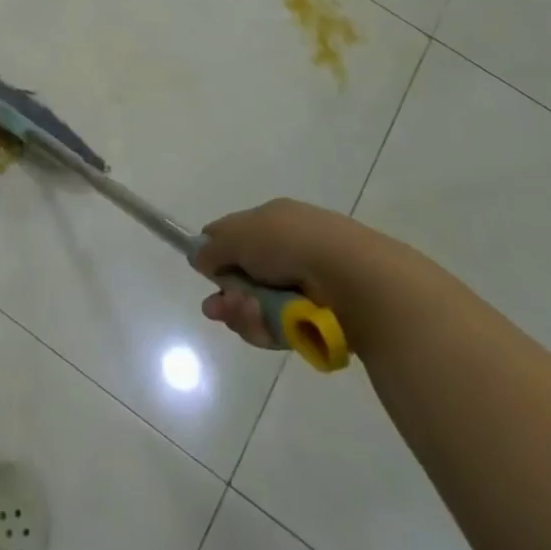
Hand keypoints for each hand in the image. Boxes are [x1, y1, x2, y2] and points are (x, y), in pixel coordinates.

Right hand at [192, 198, 378, 349]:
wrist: (352, 278)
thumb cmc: (292, 243)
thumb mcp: (240, 234)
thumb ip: (214, 248)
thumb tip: (198, 257)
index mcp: (275, 221)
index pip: (236, 234)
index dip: (216, 252)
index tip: (203, 269)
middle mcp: (290, 251)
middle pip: (244, 277)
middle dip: (227, 295)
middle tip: (216, 309)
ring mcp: (305, 287)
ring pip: (259, 306)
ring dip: (244, 313)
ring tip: (247, 314)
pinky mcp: (317, 320)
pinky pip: (279, 328)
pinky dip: (267, 328)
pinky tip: (265, 325)